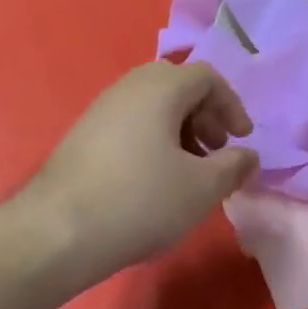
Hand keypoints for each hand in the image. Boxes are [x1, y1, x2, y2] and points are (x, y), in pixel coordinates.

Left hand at [25, 62, 258, 284]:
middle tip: (215, 151)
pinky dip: (153, 142)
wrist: (59, 231)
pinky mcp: (82, 136)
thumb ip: (234, 167)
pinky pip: (130, 125)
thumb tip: (248, 156)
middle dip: (205, 116)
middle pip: (177, 87)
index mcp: (160, 88)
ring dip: (180, 131)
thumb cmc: (142, 201)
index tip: (241, 140)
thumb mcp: (202, 188)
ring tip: (188, 172)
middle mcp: (127, 88)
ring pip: (152, 107)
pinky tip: (154, 182)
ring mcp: (100, 110)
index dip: (232, 106)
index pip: (207, 77)